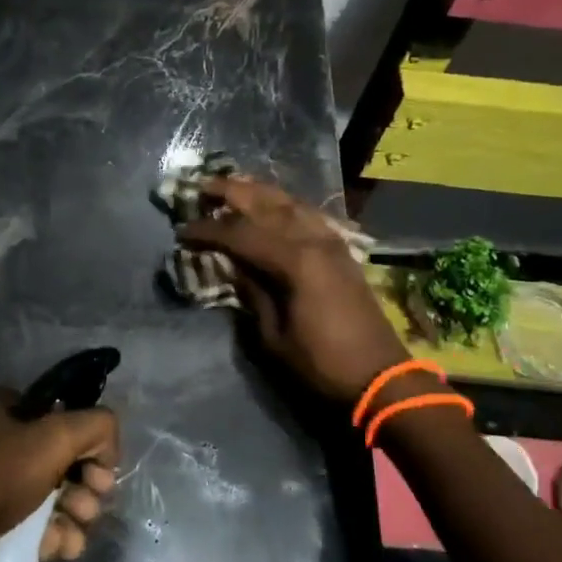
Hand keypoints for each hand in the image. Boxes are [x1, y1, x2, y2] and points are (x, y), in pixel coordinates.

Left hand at [0, 388, 119, 561]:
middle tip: (92, 506)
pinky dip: (46, 532)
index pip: (59, 414)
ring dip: (70, 512)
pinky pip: (22, 519)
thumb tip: (108, 440)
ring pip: (41, 491)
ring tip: (76, 536)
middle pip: (54, 455)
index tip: (101, 472)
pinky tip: (61, 549)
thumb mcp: (52, 440)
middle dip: (82, 483)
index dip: (87, 442)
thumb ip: (94, 426)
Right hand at [177, 176, 406, 403]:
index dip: (207, 231)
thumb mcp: (274, 335)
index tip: (181, 230)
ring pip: (289, 202)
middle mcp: (314, 240)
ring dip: (257, 191)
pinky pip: (307, 213)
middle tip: (199, 185)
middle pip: (266, 204)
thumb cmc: (321, 362)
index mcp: (295, 261)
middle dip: (230, 191)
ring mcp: (331, 241)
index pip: (240, 234)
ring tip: (230, 185)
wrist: (380, 376)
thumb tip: (231, 265)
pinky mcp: (340, 249)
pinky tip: (270, 204)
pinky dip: (283, 203)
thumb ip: (252, 292)